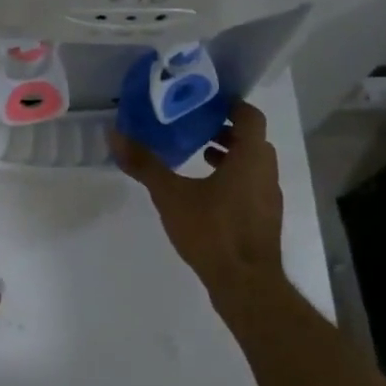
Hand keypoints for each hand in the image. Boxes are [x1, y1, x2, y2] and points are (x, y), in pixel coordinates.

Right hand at [111, 100, 285, 300]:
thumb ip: (145, 164)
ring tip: (198, 155)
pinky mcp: (265, 218)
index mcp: (251, 157)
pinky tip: (206, 193)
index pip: (250, 116)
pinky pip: (251, 185)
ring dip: (230, 154)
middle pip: (252, 138)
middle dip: (226, 129)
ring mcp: (269, 197)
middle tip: (194, 126)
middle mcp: (266, 171)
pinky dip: (233, 178)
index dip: (231, 104)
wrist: (246, 284)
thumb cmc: (212, 231)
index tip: (205, 101)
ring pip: (252, 163)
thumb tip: (115, 135)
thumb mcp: (171, 195)